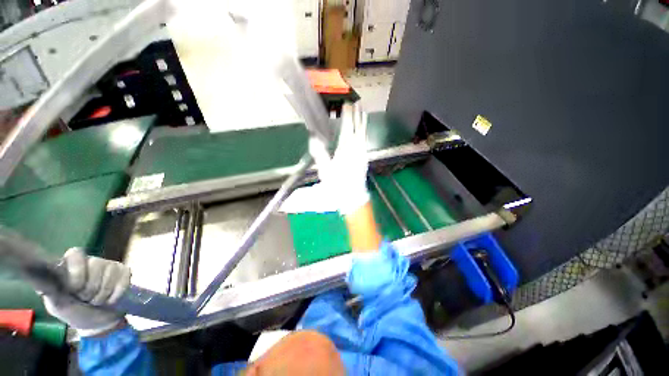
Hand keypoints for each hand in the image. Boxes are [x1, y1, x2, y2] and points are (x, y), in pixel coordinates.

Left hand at [42, 248, 130, 336]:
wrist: (97, 324)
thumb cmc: (75, 313)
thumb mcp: (58, 305)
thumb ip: (52, 291)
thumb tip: (46, 279)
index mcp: (71, 265)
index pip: (76, 254)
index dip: (78, 271)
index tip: (75, 289)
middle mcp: (90, 261)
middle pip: (96, 264)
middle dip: (92, 288)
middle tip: (87, 299)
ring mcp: (110, 266)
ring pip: (110, 273)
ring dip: (104, 293)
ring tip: (98, 301)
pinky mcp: (124, 272)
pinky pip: (124, 278)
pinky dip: (117, 293)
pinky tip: (111, 300)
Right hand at [310, 103, 369, 213]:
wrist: (352, 196)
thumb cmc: (337, 184)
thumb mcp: (325, 170)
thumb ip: (320, 153)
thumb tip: (314, 137)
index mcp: (346, 149)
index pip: (347, 127)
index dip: (348, 114)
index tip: (347, 103)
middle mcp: (356, 148)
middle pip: (358, 127)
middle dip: (357, 114)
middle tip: (357, 102)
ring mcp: (362, 153)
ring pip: (363, 133)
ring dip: (362, 121)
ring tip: (363, 111)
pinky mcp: (364, 158)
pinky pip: (364, 140)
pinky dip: (363, 131)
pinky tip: (362, 130)